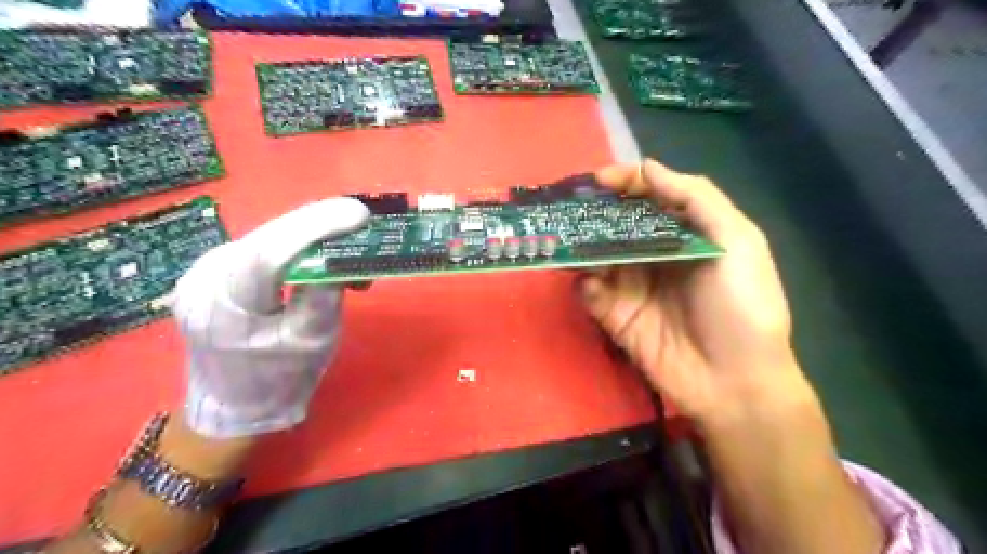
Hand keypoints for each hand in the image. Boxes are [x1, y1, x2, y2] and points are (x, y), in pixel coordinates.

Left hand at [168, 197, 368, 436]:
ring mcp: (202, 272)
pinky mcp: (212, 273)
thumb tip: (340, 254)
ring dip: (308, 234)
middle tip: (358, 218)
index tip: (359, 215)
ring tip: (344, 239)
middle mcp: (204, 279)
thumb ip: (326, 293)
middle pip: (268, 237)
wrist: (233, 405)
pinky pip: (260, 247)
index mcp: (225, 306)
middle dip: (317, 224)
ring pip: (265, 237)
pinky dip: (293, 245)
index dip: (317, 228)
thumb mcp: (314, 340)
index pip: (271, 253)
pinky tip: (315, 252)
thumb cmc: (279, 380)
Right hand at [580, 158, 809, 424]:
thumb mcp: (737, 243)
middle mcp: (655, 255)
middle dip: (594, 212)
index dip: (626, 183)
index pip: (649, 198)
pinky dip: (585, 285)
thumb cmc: (743, 307)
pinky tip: (591, 285)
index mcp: (686, 234)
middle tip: (569, 206)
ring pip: (597, 255)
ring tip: (564, 238)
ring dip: (581, 246)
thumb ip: (697, 199)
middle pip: (618, 224)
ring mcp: (633, 286)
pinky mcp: (616, 315)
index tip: (600, 179)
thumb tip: (648, 166)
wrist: (734, 383)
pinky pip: (591, 293)